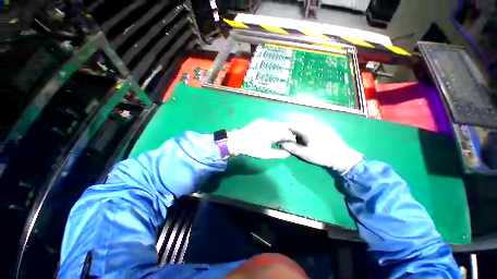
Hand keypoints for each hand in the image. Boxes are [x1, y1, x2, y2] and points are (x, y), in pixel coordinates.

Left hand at [228, 119, 295, 158]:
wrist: (237, 141)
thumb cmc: (252, 149)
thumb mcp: (266, 154)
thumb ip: (280, 154)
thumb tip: (289, 153)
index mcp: (273, 132)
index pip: (288, 133)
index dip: (292, 139)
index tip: (292, 144)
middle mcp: (270, 124)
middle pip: (284, 127)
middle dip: (287, 134)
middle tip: (286, 142)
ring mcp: (264, 121)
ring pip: (278, 124)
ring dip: (281, 130)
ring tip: (279, 138)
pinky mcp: (260, 121)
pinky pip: (271, 123)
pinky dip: (274, 128)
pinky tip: (271, 134)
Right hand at [281, 122, 362, 173]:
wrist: (343, 158)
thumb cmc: (323, 156)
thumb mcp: (306, 154)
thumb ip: (292, 148)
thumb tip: (281, 144)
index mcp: (308, 129)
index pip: (292, 126)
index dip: (285, 131)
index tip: (282, 138)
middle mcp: (313, 124)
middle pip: (298, 125)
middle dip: (292, 132)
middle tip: (289, 141)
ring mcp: (320, 126)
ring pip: (304, 126)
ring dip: (299, 133)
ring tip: (298, 141)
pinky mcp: (324, 128)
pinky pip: (311, 128)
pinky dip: (305, 132)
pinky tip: (307, 140)